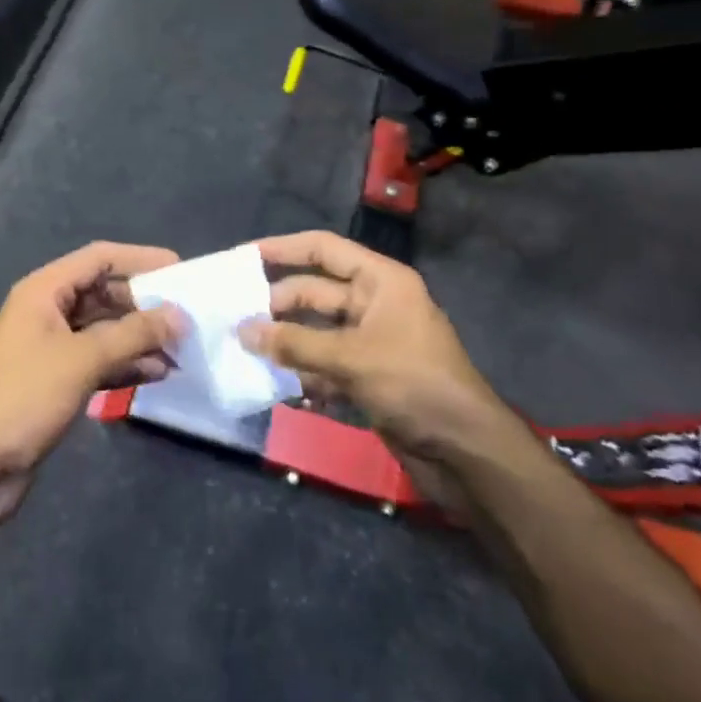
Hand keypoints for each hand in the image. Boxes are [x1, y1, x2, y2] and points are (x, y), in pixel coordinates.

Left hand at [0, 242, 187, 530]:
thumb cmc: (23, 398)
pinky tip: (157, 375)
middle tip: (187, 317)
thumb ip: (133, 334)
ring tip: (181, 351)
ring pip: (103, 331)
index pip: (99, 258)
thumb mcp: (82, 360)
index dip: (140, 259)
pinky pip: (97, 361)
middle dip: (144, 305)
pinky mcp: (54, 382)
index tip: (181, 270)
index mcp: (43, 291)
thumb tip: (179, 316)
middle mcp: (46, 312)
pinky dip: (125, 364)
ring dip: (139, 338)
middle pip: (103, 294)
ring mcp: (49, 348)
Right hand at [238, 231, 514, 465]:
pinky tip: (278, 388)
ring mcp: (371, 342)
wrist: (466, 452)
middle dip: (277, 306)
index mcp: (380, 281)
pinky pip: (325, 366)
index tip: (241, 258)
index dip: (282, 249)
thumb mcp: (350, 358)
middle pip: (315, 292)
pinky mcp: (368, 378)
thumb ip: (293, 344)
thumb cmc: (413, 384)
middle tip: (234, 320)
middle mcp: (375, 304)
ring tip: (245, 353)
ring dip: (286, 344)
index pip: (324, 249)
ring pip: (316, 332)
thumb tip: (241, 331)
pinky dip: (304, 375)